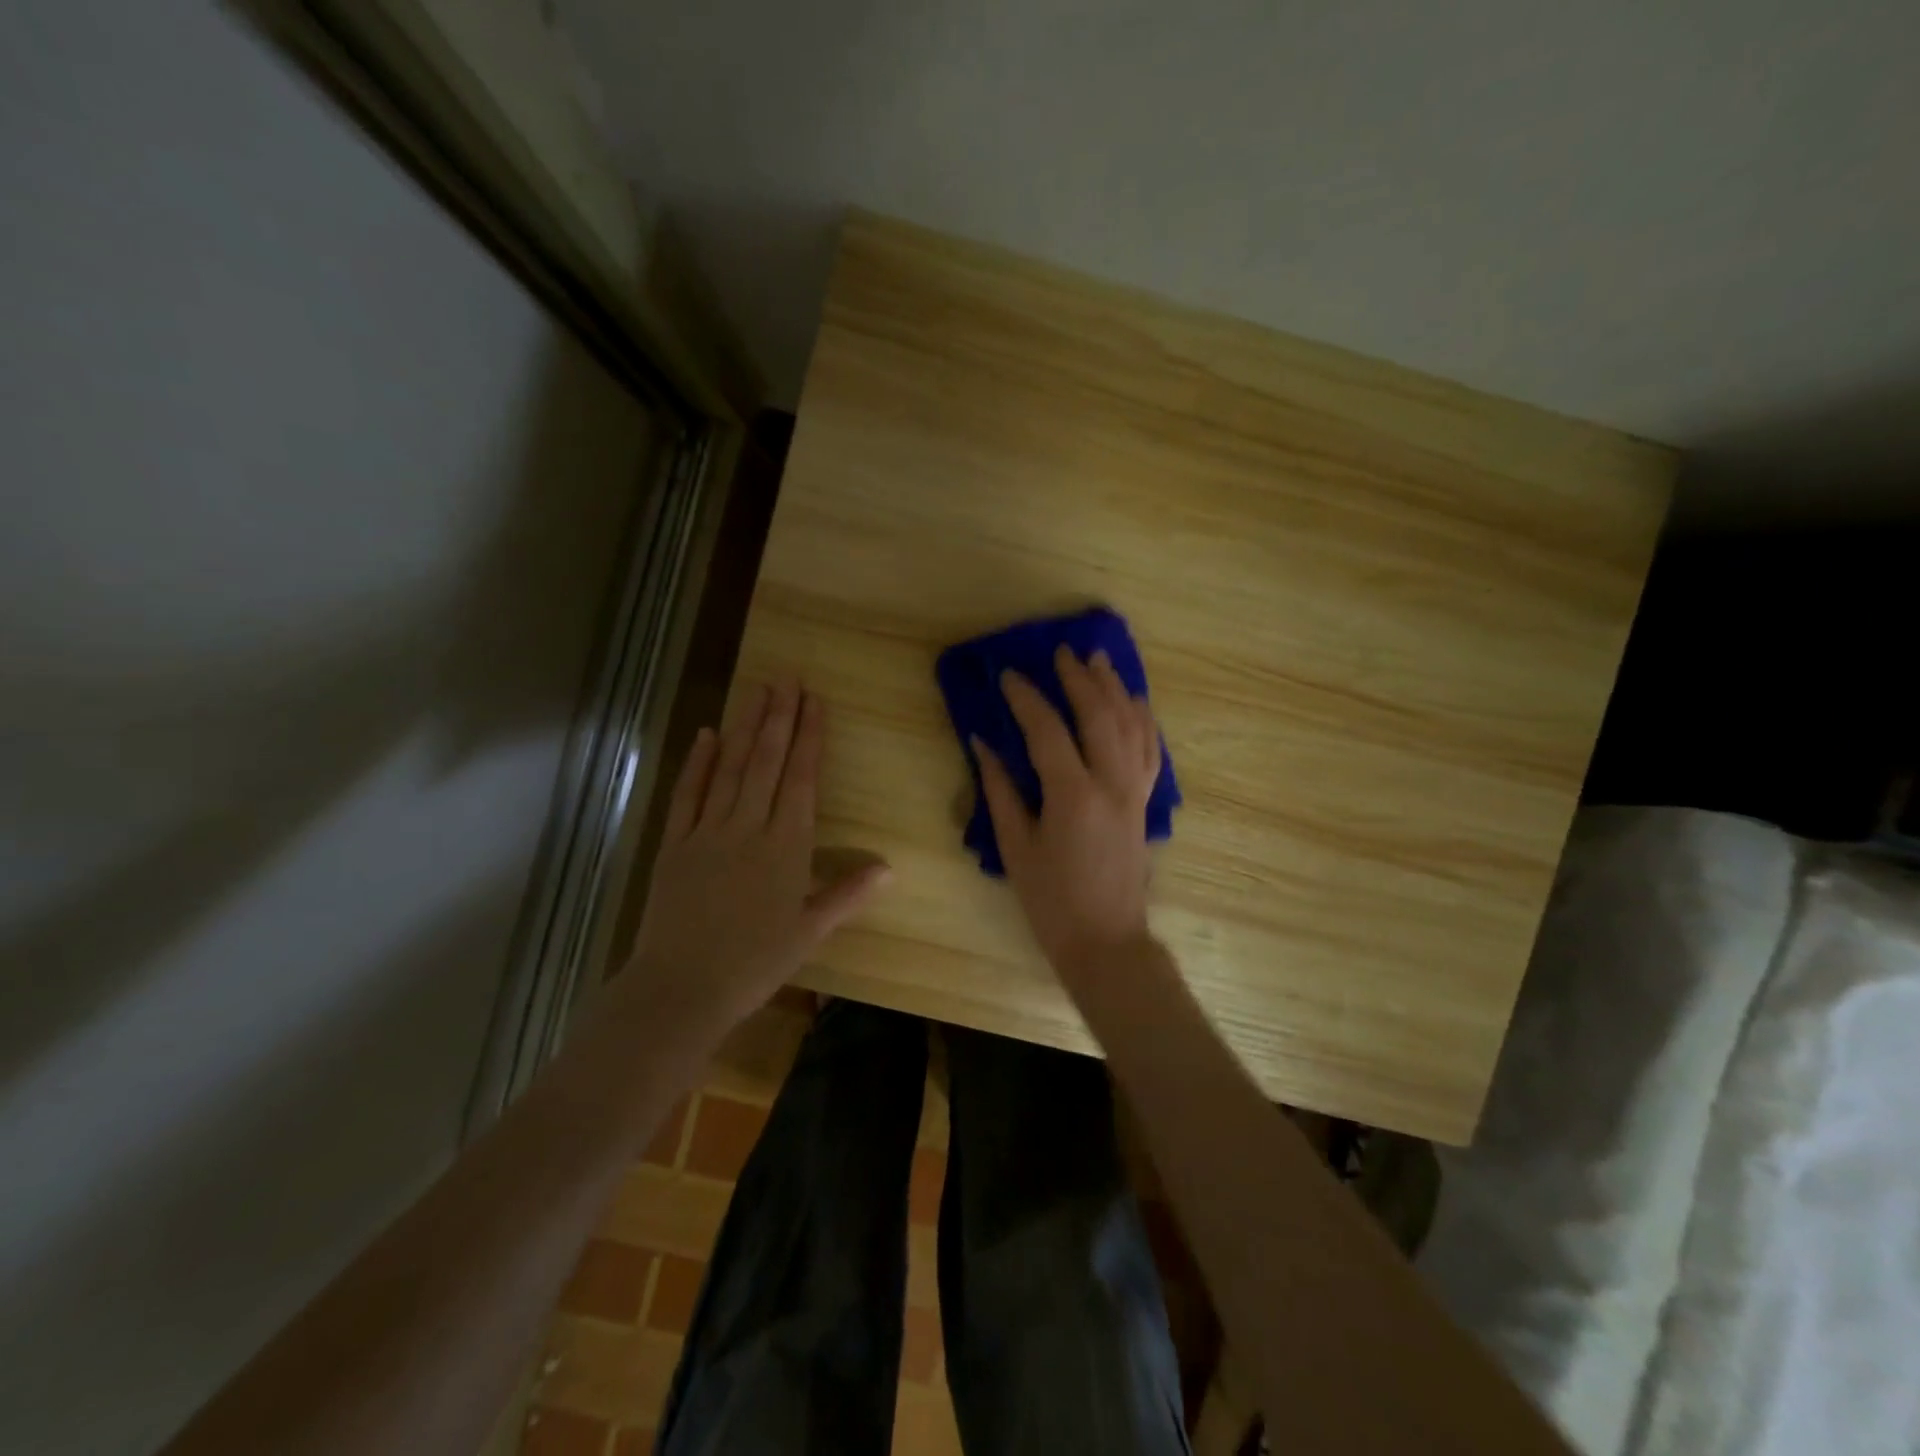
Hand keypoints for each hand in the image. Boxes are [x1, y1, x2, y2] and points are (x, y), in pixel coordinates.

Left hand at [628, 681, 888, 1027]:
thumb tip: (889, 867)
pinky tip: (707, 733)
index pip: (801, 779)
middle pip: (766, 762)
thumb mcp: (810, 932)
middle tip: (787, 678)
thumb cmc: (755, 964)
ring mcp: (707, 831)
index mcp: (786, 846)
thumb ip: (847, 893)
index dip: (809, 737)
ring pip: (731, 768)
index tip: (814, 701)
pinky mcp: (674, 843)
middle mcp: (748, 827)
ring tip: (757, 691)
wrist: (681, 988)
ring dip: (745, 727)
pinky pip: (687, 794)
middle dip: (779, 717)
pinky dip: (698, 762)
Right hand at [972, 645, 1161, 980]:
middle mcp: (1111, 784)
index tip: (1008, 675)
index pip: (1048, 731)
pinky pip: (1150, 749)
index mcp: (1073, 796)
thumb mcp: (1015, 847)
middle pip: (1100, 715)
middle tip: (1060, 653)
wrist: (1106, 940)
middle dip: (1078, 679)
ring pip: (1132, 725)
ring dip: (1115, 688)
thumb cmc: (1051, 900)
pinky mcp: (1144, 802)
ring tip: (1098, 660)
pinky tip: (1135, 701)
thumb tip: (982, 744)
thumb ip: (999, 790)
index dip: (1026, 699)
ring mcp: (1134, 792)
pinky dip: (1143, 719)